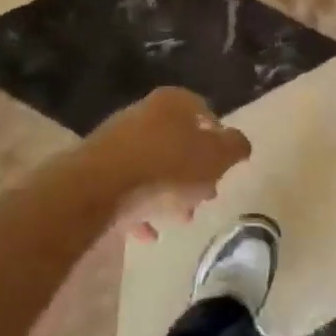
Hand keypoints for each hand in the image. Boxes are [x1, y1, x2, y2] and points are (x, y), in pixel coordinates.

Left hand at [91, 88, 251, 240]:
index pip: (204, 113)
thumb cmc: (167, 167)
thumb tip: (240, 144)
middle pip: (177, 141)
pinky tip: (149, 233)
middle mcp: (143, 114)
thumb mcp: (217, 157)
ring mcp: (115, 142)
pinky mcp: (95, 171)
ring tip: (180, 218)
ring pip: (152, 166)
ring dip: (168, 192)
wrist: (98, 189)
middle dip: (194, 171)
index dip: (218, 139)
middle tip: (205, 196)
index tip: (224, 167)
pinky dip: (140, 208)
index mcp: (173, 102)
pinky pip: (126, 189)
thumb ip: (236, 147)